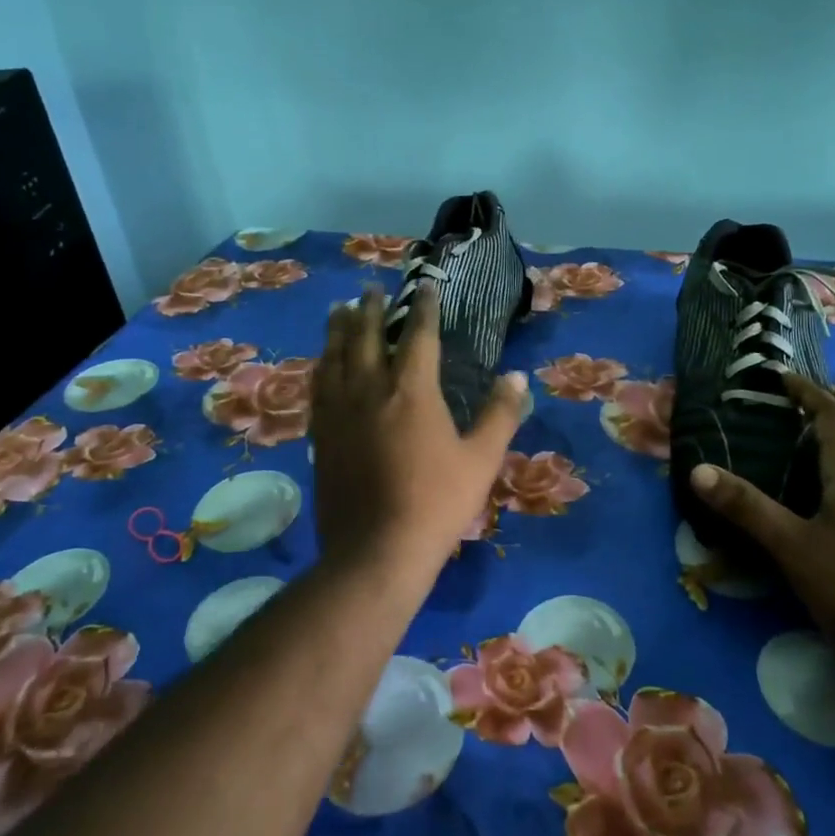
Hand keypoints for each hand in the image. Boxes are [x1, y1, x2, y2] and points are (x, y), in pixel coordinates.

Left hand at [312, 283, 525, 571]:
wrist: (376, 550)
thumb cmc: (437, 502)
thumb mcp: (482, 459)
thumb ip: (500, 414)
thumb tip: (516, 376)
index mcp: (412, 391)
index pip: (418, 335)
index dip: (423, 307)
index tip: (425, 285)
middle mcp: (370, 390)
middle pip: (366, 337)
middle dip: (371, 309)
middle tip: (371, 288)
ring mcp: (339, 412)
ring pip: (334, 357)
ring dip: (339, 329)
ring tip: (340, 310)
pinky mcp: (320, 435)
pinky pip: (317, 387)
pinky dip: (321, 365)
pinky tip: (321, 363)